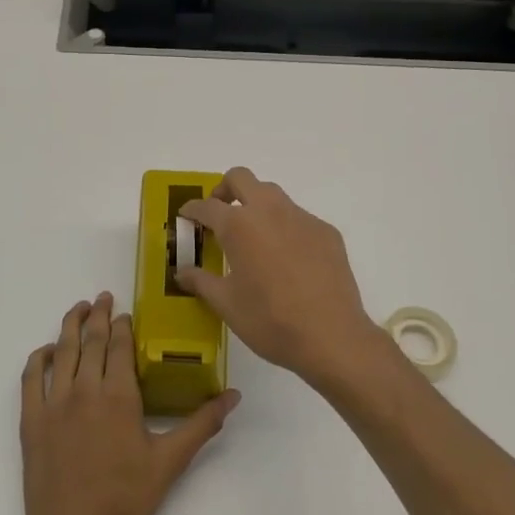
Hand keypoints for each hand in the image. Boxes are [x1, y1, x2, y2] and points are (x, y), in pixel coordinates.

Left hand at [16, 293, 238, 514]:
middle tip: (103, 297)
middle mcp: (83, 389)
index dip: (122, 325)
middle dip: (98, 315)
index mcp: (118, 396)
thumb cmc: (123, 499)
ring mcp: (53, 402)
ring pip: (61, 351)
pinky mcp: (31, 418)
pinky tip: (48, 350)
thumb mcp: (169, 463)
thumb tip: (232, 396)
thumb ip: (201, 424)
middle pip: (90, 340)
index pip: (119, 346)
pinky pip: (31, 376)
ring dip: (70, 325)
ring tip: (79, 308)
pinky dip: (39, 357)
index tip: (126, 312)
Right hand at [177, 168, 391, 389]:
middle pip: (242, 178)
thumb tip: (182, 272)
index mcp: (239, 226)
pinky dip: (284, 227)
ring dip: (256, 205)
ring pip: (273, 194)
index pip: (207, 206)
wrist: (331, 336)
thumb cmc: (269, 320)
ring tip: (252, 237)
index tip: (186, 216)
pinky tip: (287, 259)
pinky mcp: (326, 232)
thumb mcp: (227, 304)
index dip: (192, 210)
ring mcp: (302, 218)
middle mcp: (270, 211)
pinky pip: (298, 218)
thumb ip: (201, 282)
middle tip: (219, 214)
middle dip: (224, 190)